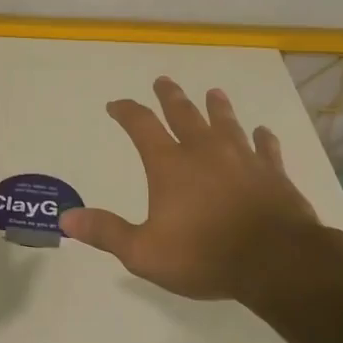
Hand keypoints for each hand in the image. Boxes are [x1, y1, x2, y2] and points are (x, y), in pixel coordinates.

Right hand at [60, 77, 332, 303]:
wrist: (276, 261)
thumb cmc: (204, 255)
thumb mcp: (144, 252)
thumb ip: (106, 232)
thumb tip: (67, 217)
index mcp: (170, 165)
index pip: (142, 126)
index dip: (126, 111)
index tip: (116, 104)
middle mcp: (205, 152)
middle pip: (185, 114)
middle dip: (171, 97)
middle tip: (164, 81)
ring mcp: (242, 159)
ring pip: (227, 124)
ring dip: (217, 108)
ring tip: (213, 93)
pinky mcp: (273, 173)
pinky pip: (266, 148)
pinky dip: (263, 139)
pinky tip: (263, 132)